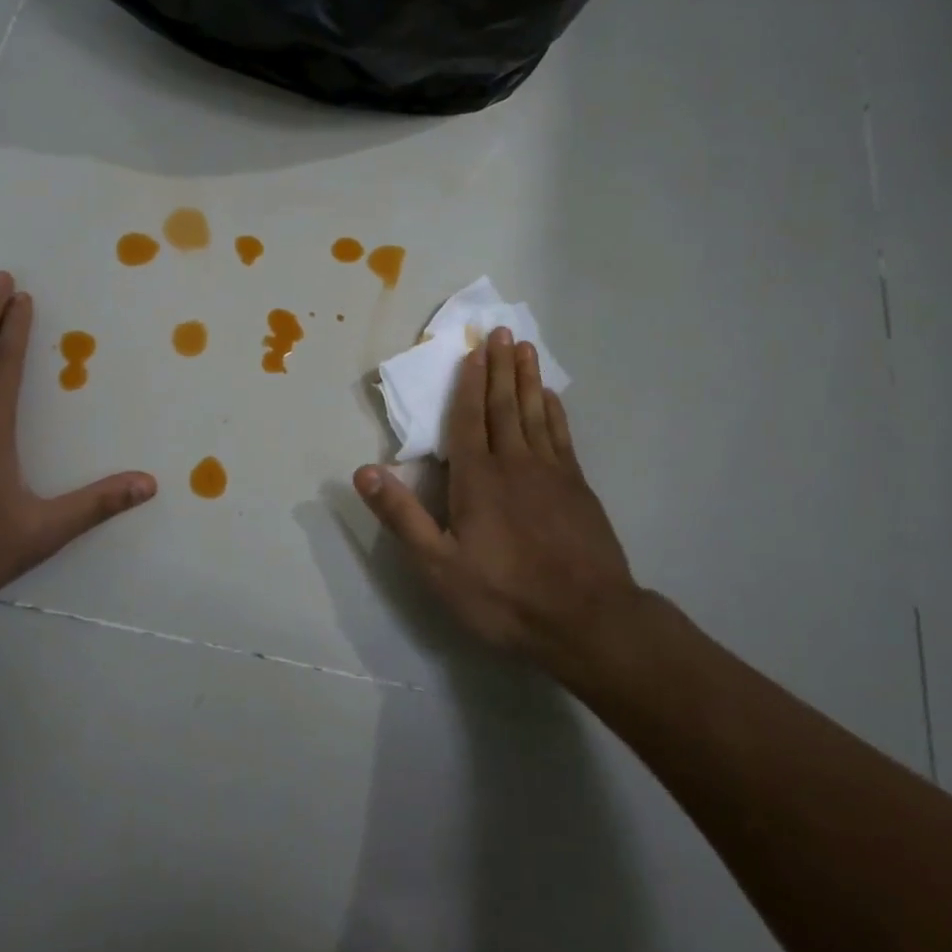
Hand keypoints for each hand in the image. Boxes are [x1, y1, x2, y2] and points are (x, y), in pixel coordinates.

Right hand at [354, 328, 641, 672]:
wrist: (587, 620)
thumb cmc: (505, 595)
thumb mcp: (439, 565)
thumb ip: (402, 516)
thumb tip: (363, 471)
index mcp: (478, 478)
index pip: (468, 418)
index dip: (468, 382)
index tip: (473, 350)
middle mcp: (514, 463)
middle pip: (504, 405)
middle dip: (500, 367)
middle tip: (502, 331)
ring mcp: (551, 472)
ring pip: (536, 412)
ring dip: (528, 379)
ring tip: (525, 348)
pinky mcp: (578, 487)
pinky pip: (561, 435)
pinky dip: (555, 411)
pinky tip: (552, 397)